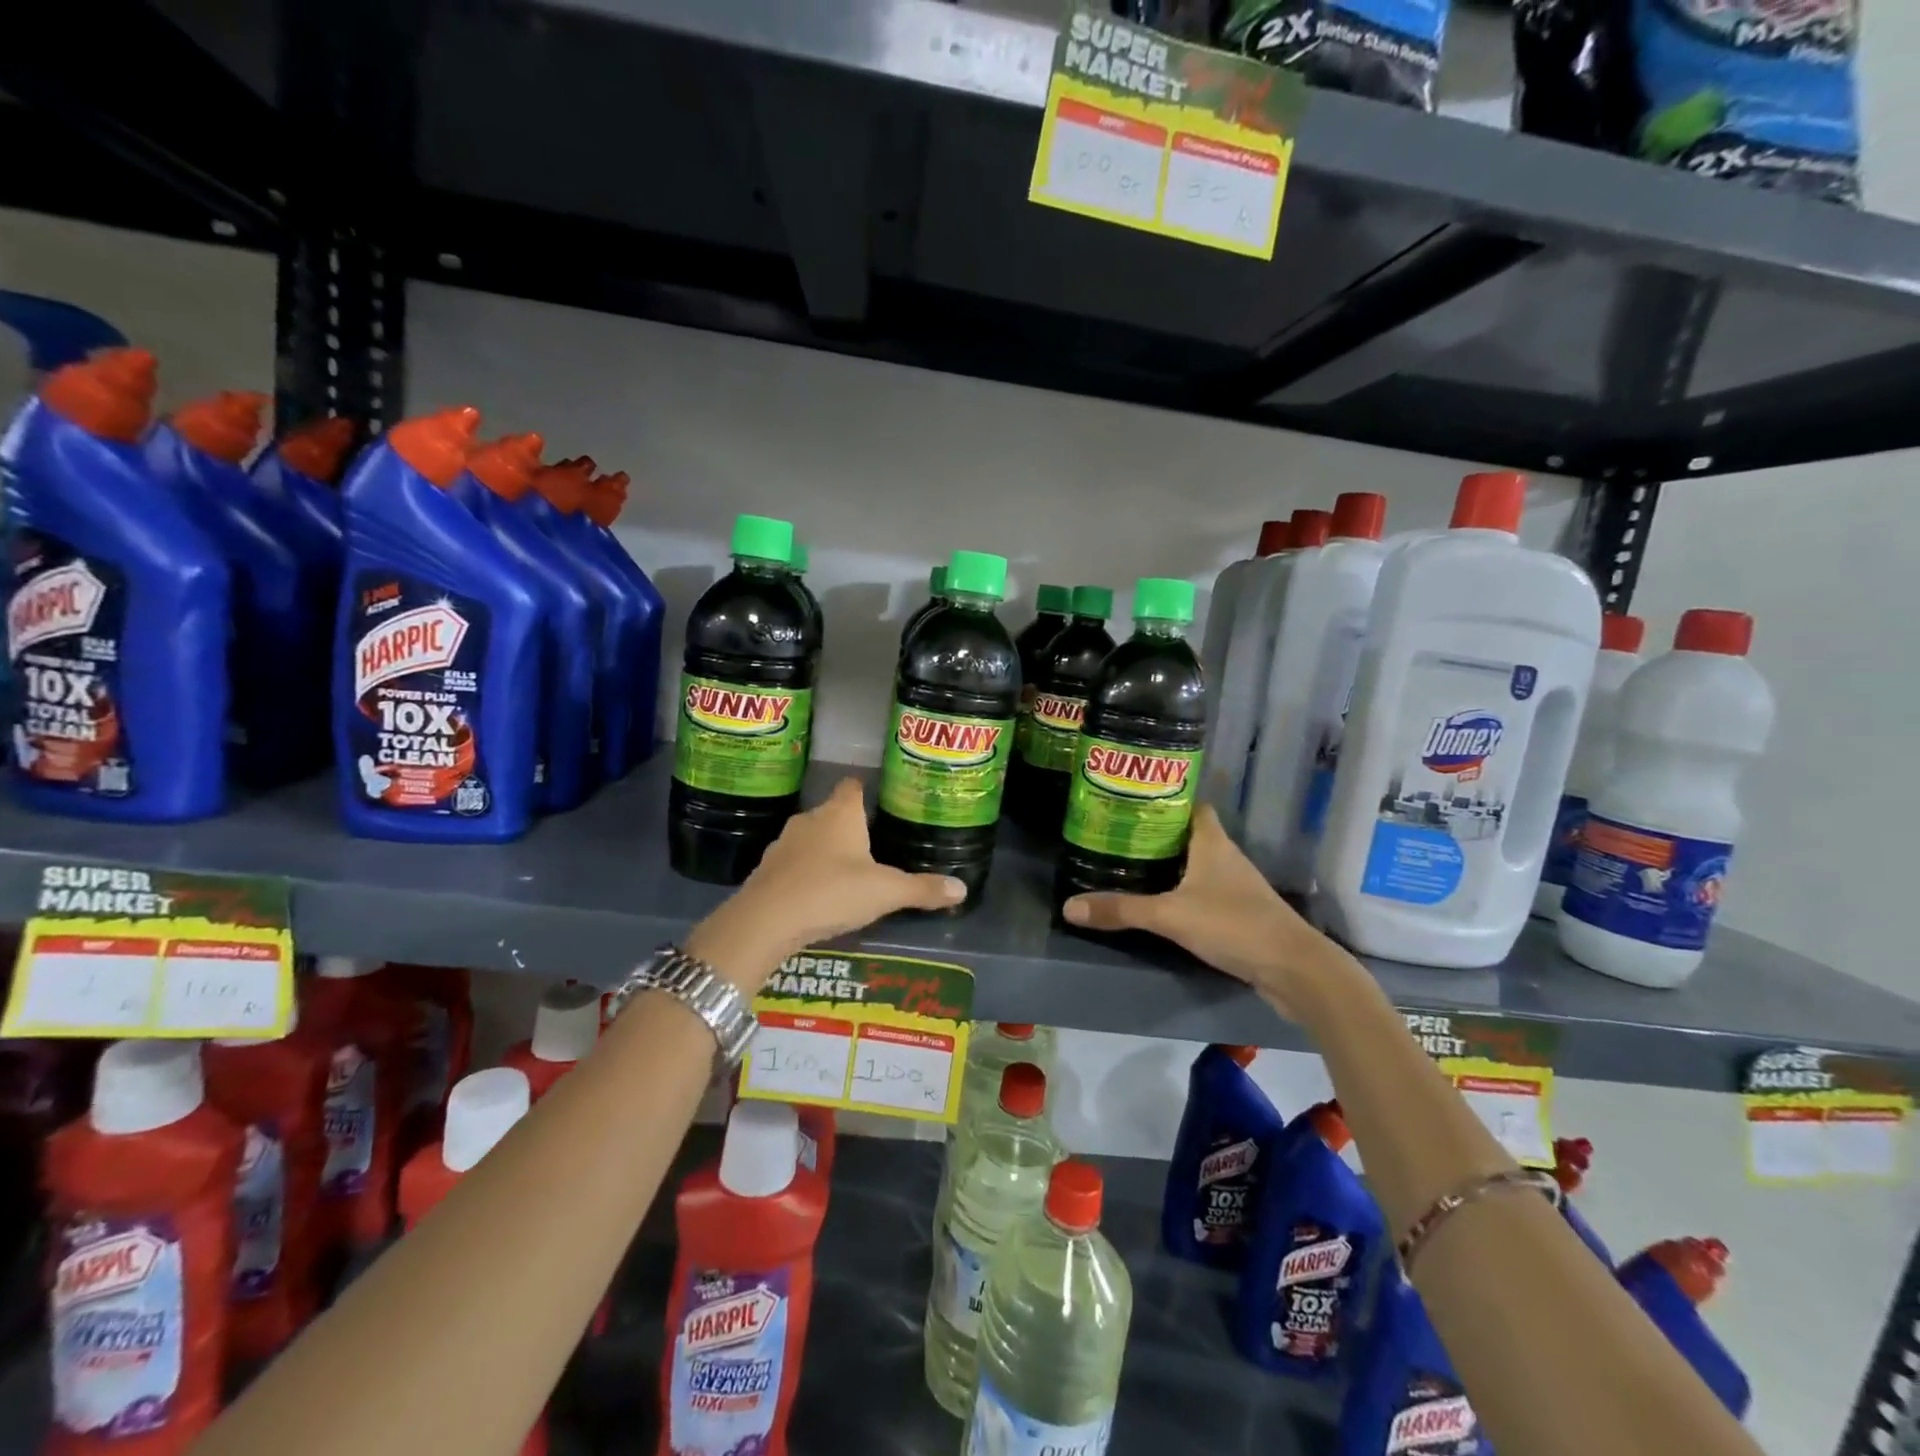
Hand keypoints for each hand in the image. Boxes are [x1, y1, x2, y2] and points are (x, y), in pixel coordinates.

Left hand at [687, 778, 965, 992]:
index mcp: (841, 814)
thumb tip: (962, 889)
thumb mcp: (885, 892)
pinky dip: (804, 872)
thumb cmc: (832, 892)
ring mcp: (784, 843)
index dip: (864, 789)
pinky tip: (816, 894)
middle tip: (872, 843)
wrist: (766, 920)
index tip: (877, 798)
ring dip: (824, 850)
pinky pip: (792, 864)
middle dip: (848, 825)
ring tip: (845, 872)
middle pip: (832, 813)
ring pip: (810, 838)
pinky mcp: (766, 869)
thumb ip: (922, 889)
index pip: (853, 786)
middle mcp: (810, 819)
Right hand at [1061, 805, 1336, 1016]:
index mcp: (1212, 843)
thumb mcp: (1170, 915)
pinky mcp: (1241, 914)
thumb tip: (1069, 907)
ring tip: (1132, 865)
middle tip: (1120, 834)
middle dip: (1158, 833)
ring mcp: (1237, 887)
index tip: (1133, 801)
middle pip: (1190, 835)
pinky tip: (1162, 903)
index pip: (1191, 806)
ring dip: (1171, 864)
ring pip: (1197, 864)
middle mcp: (1226, 857)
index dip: (1166, 799)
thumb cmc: (1234, 925)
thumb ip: (1122, 910)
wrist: (1295, 970)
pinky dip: (1184, 892)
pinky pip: (1205, 892)